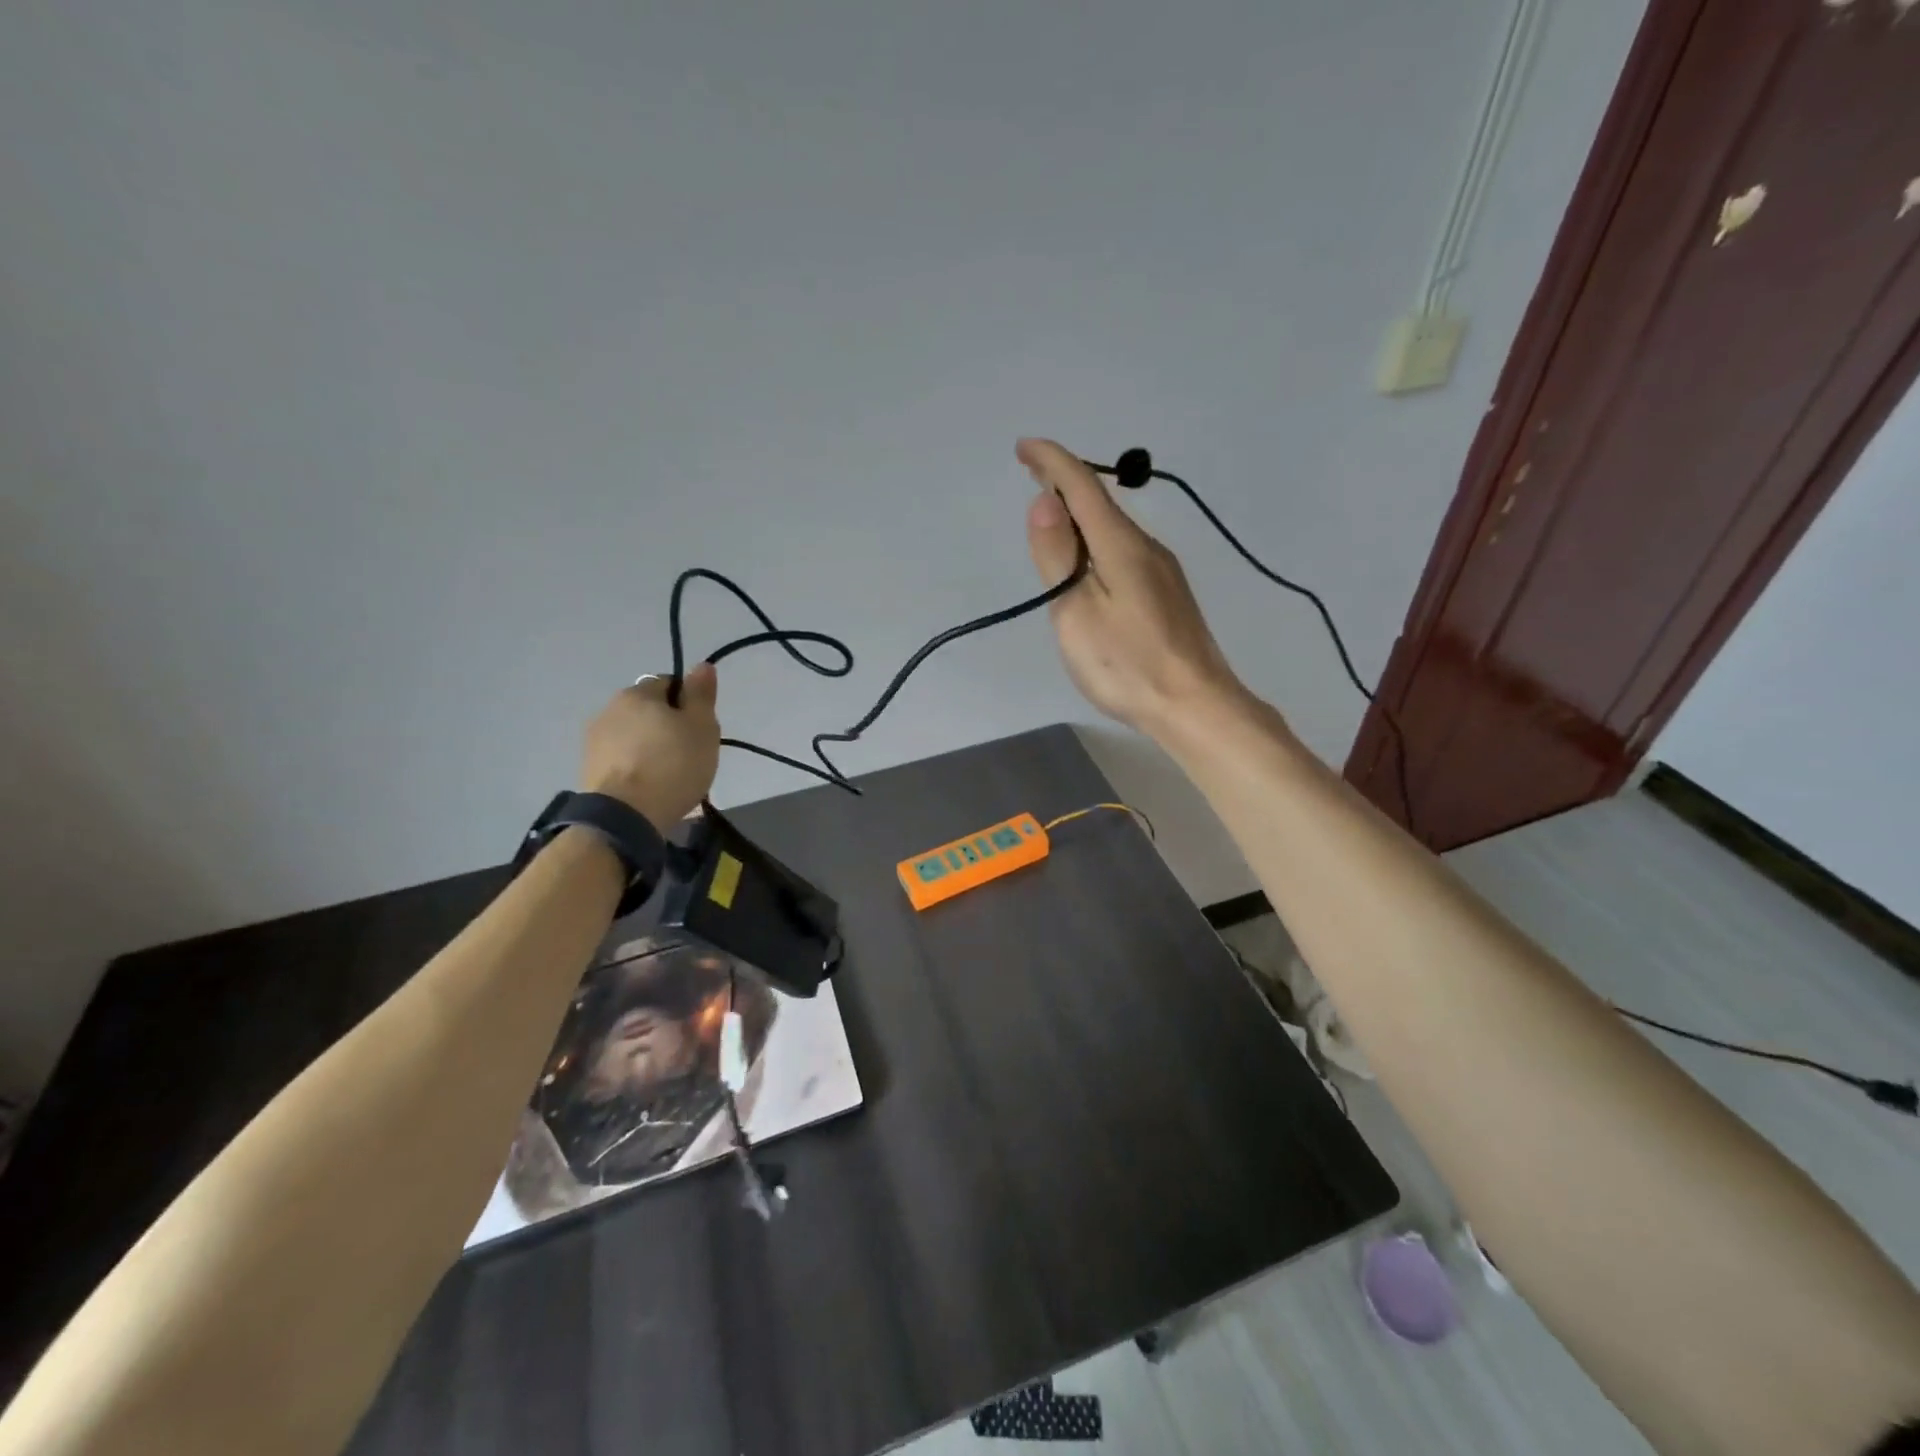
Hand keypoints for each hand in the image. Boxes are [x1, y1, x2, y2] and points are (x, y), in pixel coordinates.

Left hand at [580, 664, 720, 830]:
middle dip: (667, 727)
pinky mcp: (588, 770)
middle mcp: (609, 709)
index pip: (669, 684)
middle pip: (648, 710)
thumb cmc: (673, 765)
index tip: (700, 729)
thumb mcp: (702, 727)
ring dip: (650, 748)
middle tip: (689, 754)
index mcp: (637, 693)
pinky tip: (650, 788)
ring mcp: (594, 741)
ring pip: (633, 736)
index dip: (688, 704)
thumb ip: (701, 695)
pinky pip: (621, 760)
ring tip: (670, 776)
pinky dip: (636, 768)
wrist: (626, 816)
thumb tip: (702, 665)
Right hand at [1020, 438, 1247, 740]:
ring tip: (1053, 513)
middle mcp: (1147, 547)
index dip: (1052, 462)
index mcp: (1121, 546)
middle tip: (1033, 470)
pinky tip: (1089, 558)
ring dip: (1081, 512)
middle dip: (1064, 481)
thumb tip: (1045, 500)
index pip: (1082, 488)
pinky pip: (1125, 550)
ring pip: (1114, 528)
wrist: (1196, 705)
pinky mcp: (1168, 595)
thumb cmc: (1128, 665)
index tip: (1024, 446)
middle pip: (1101, 503)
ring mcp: (1162, 571)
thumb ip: (1058, 557)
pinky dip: (1097, 539)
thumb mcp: (1077, 614)